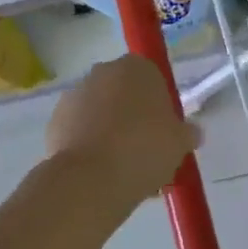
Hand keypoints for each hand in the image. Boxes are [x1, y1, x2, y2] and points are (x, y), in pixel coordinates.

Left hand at [45, 55, 200, 208]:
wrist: (90, 180)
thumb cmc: (144, 149)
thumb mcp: (180, 143)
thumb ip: (187, 133)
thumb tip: (192, 133)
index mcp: (138, 68)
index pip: (153, 79)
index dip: (159, 107)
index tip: (163, 133)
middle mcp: (105, 71)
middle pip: (124, 94)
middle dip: (133, 118)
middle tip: (145, 153)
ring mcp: (76, 94)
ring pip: (100, 112)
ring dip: (109, 132)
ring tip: (121, 171)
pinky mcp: (55, 120)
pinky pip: (79, 130)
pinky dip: (88, 145)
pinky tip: (98, 173)